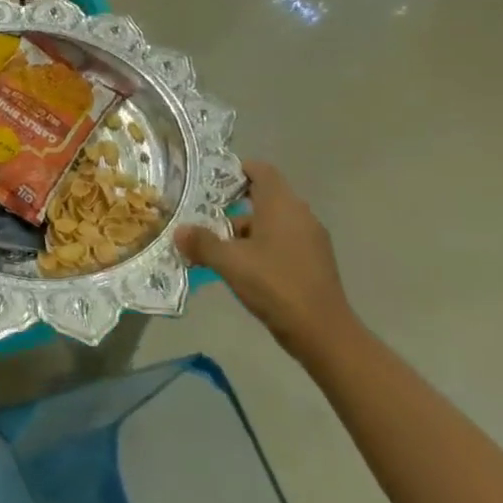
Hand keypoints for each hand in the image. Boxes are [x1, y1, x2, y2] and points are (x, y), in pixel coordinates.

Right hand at [176, 161, 359, 364]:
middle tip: (204, 215)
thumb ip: (202, 243)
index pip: (261, 170)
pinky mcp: (314, 261)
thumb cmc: (274, 285)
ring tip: (217, 246)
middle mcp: (300, 215)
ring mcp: (311, 239)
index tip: (211, 182)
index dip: (236, 171)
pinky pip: (282, 241)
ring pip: (272, 221)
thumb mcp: (229, 262)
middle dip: (233, 205)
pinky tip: (242, 267)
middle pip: (265, 197)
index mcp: (282, 205)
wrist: (322, 331)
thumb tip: (179, 231)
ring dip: (245, 229)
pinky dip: (261, 245)